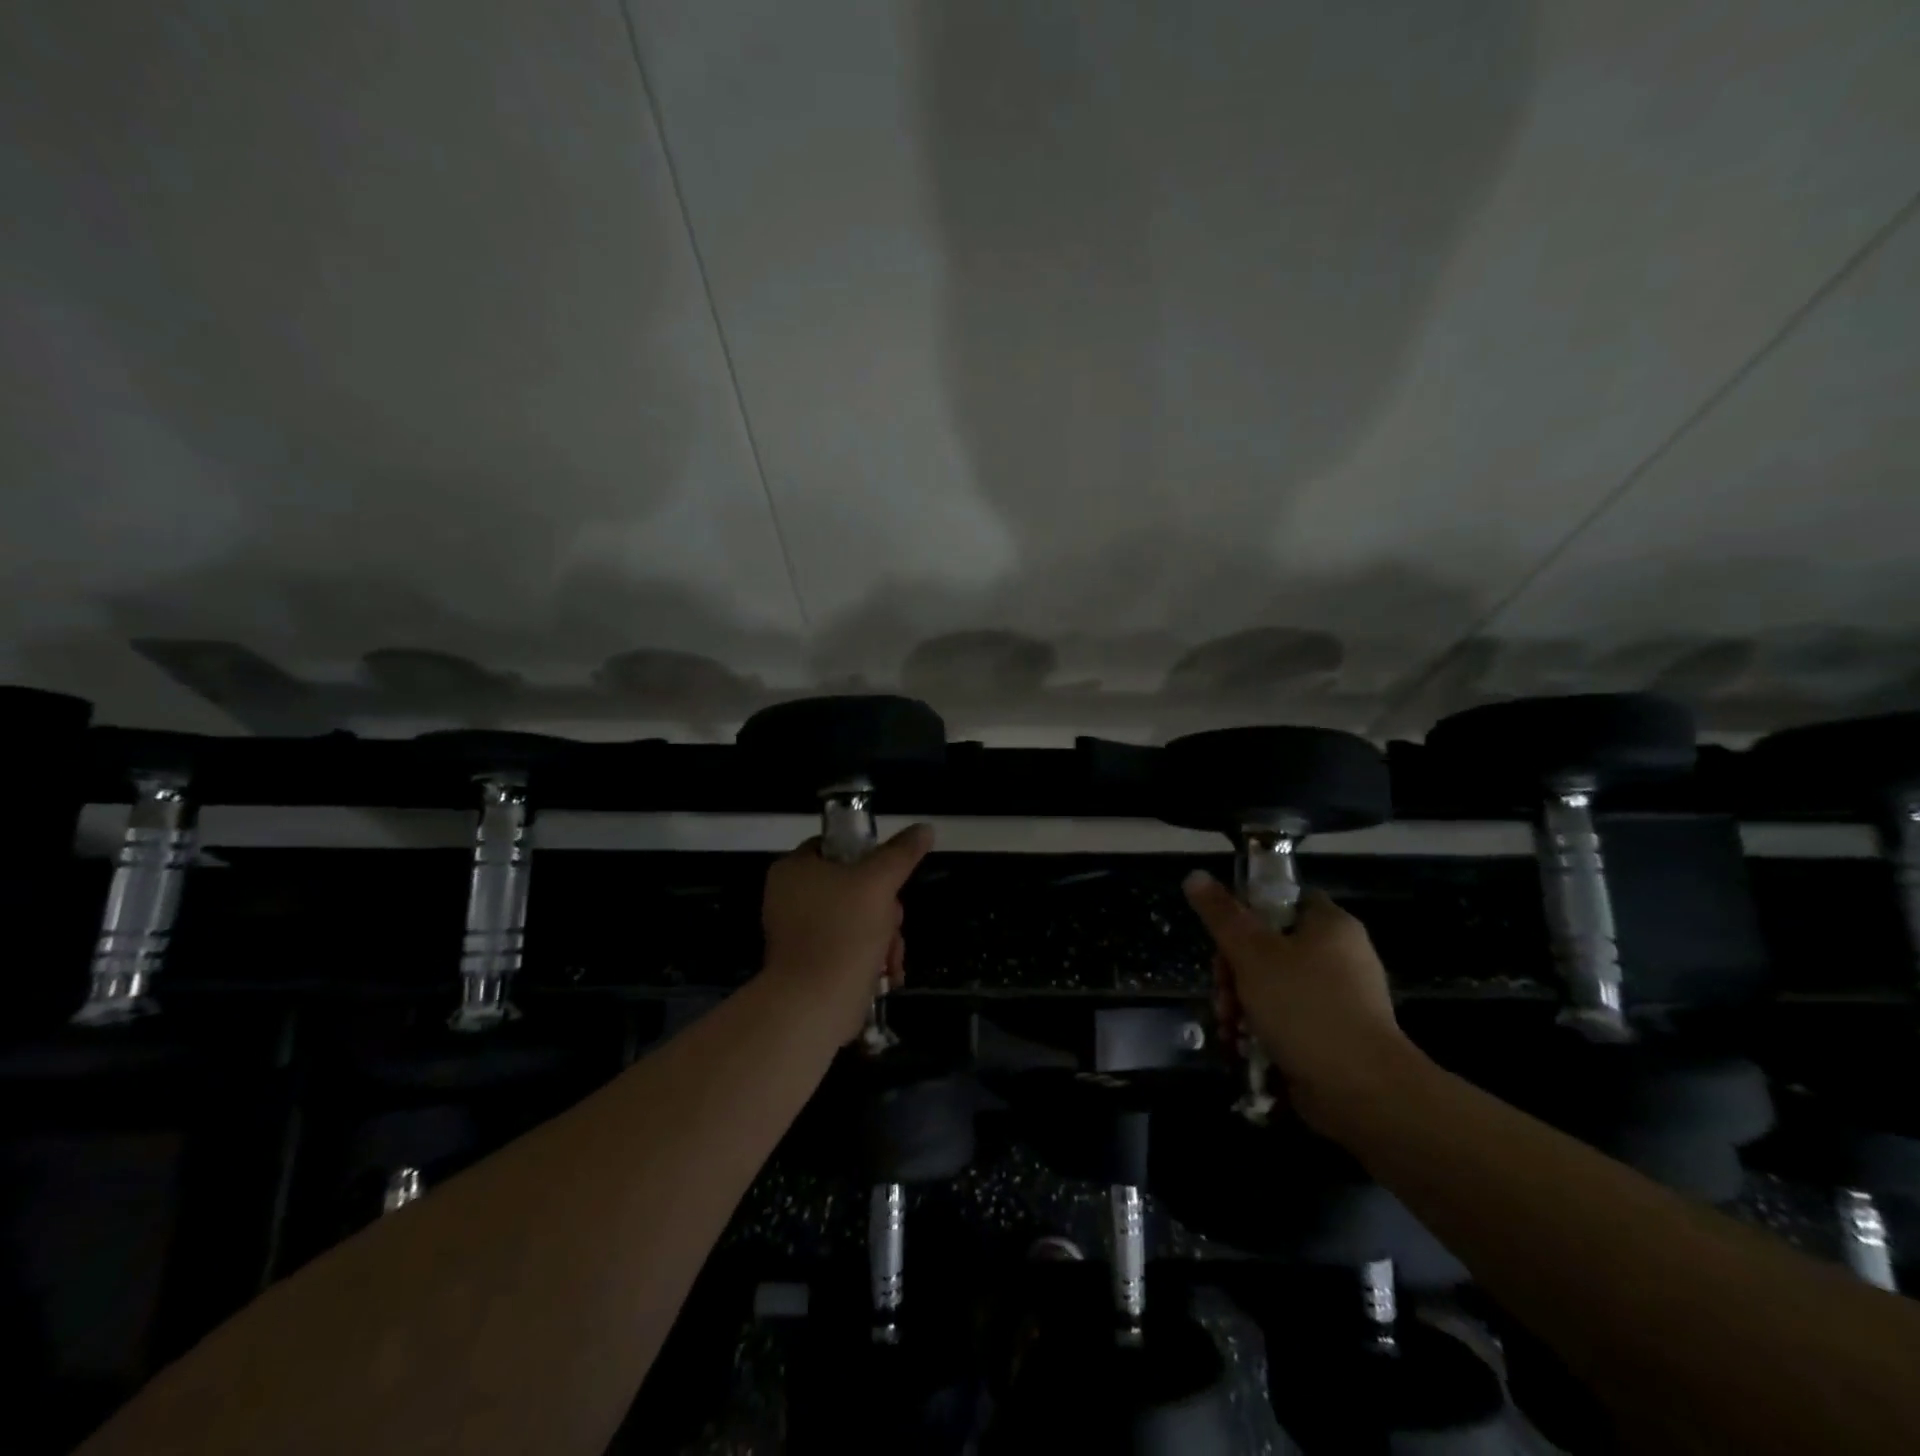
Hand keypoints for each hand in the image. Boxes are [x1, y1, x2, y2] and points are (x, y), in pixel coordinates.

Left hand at [760, 823, 934, 1042]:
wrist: (814, 1006)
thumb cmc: (843, 932)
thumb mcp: (879, 882)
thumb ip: (901, 853)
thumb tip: (925, 828)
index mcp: (794, 869)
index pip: (837, 846)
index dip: (869, 856)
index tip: (889, 877)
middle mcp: (790, 897)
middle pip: (854, 885)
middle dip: (885, 908)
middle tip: (892, 922)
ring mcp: (799, 932)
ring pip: (858, 918)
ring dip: (885, 935)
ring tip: (891, 956)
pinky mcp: (810, 963)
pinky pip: (848, 946)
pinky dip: (871, 957)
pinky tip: (887, 972)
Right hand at [1182, 873, 1416, 1132]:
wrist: (1362, 1091)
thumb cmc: (1305, 1007)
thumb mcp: (1252, 953)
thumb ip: (1221, 914)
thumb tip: (1194, 875)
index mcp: (1329, 925)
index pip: (1282, 900)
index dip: (1246, 913)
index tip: (1223, 939)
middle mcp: (1339, 957)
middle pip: (1268, 947)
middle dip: (1233, 973)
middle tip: (1221, 993)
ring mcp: (1338, 1000)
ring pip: (1272, 987)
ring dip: (1240, 1005)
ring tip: (1229, 1027)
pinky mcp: (1332, 1037)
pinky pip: (1286, 1021)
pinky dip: (1261, 1031)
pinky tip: (1242, 1047)